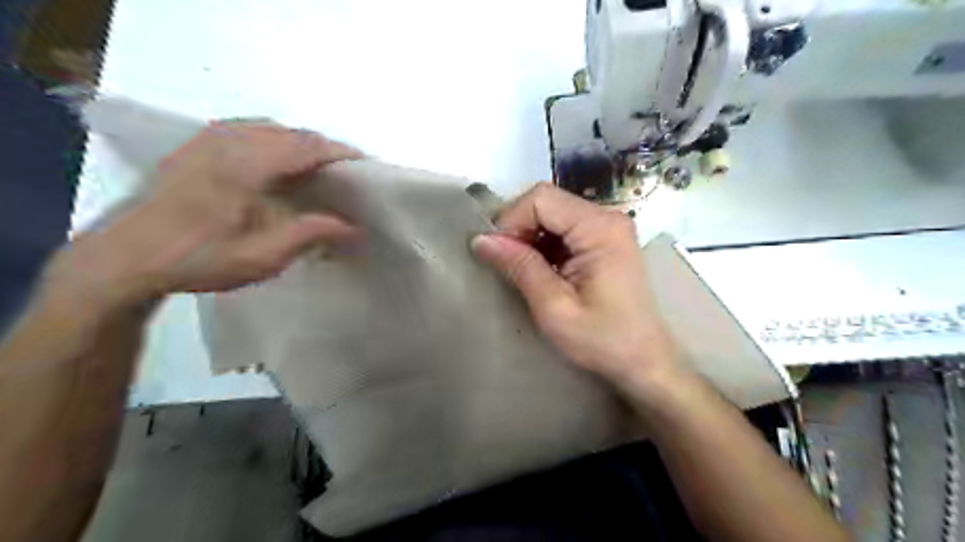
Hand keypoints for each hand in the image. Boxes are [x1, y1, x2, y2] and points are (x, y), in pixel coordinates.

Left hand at [45, 118, 361, 311]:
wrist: (123, 258)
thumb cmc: (196, 261)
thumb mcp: (261, 258)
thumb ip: (309, 234)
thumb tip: (354, 227)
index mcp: (245, 166)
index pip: (305, 146)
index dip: (339, 152)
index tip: (365, 164)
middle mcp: (227, 142)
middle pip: (290, 132)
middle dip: (323, 146)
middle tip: (346, 171)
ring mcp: (206, 140)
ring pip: (268, 127)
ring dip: (298, 141)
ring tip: (317, 166)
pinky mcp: (194, 147)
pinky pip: (245, 129)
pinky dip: (272, 138)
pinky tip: (276, 160)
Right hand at [471, 185, 680, 395]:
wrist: (644, 362)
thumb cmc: (603, 340)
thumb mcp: (554, 308)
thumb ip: (520, 267)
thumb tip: (481, 239)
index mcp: (600, 228)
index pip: (541, 198)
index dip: (511, 220)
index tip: (497, 253)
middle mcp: (607, 217)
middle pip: (547, 202)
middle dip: (519, 228)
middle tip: (506, 264)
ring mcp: (609, 227)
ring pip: (553, 214)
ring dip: (530, 237)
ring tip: (522, 270)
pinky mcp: (606, 240)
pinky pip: (564, 229)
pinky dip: (545, 245)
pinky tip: (541, 270)